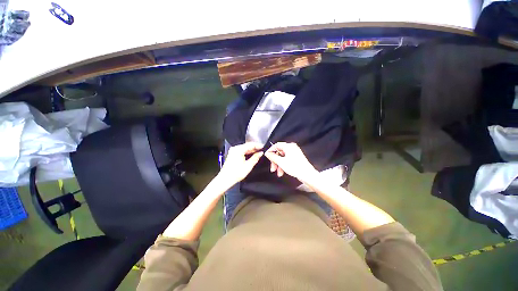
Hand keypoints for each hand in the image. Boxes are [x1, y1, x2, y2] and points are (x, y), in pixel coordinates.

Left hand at [218, 143, 263, 186]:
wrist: (225, 179)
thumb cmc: (236, 173)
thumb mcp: (248, 165)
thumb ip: (255, 157)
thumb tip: (261, 153)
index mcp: (238, 149)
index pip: (250, 144)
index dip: (258, 145)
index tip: (264, 147)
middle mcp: (235, 148)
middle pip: (247, 145)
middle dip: (255, 148)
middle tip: (262, 150)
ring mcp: (233, 151)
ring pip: (245, 148)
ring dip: (251, 150)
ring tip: (259, 153)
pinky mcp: (232, 154)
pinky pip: (241, 151)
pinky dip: (247, 152)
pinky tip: (252, 155)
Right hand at [264, 142, 317, 181]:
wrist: (307, 175)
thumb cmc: (295, 167)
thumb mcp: (281, 162)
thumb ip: (273, 157)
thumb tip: (267, 153)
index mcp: (288, 146)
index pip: (276, 145)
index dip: (270, 150)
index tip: (267, 156)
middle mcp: (291, 148)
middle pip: (279, 152)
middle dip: (275, 161)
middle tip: (273, 168)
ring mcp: (294, 153)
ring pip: (282, 157)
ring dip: (278, 165)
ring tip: (278, 173)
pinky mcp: (295, 158)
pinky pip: (286, 160)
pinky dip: (283, 165)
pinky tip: (282, 172)